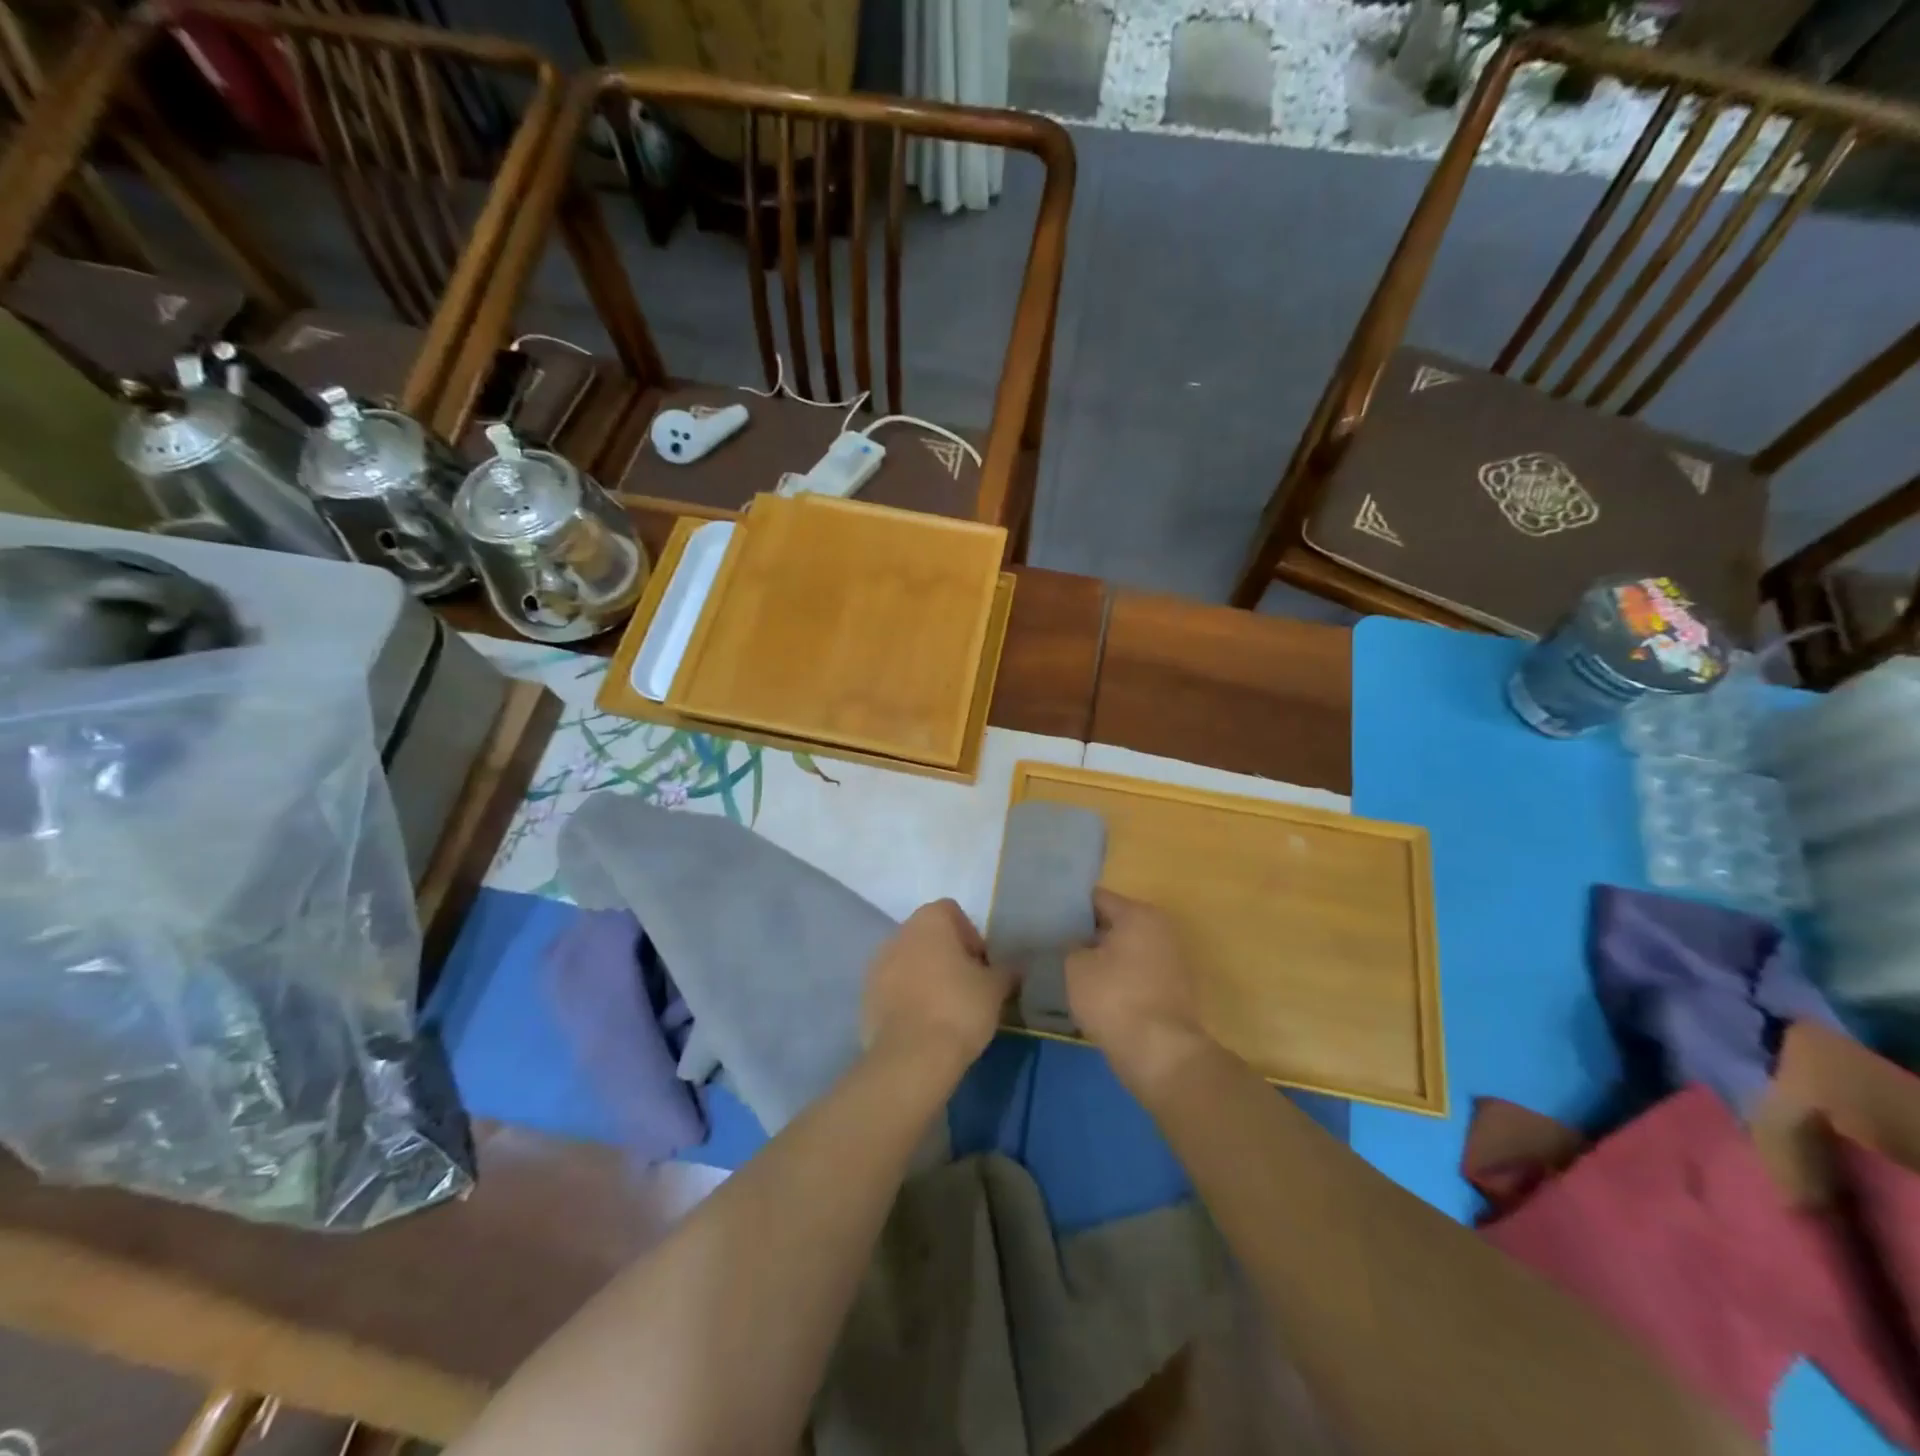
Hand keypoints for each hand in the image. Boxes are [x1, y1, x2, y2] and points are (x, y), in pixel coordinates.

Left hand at [862, 899, 1011, 1072]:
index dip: (971, 936)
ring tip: (945, 1009)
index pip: (952, 912)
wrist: (912, 1057)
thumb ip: (1007, 971)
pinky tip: (924, 1025)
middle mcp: (899, 934)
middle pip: (928, 936)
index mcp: (929, 920)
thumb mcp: (995, 989)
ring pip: (908, 962)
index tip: (982, 966)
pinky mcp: (866, 997)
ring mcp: (877, 965)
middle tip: (967, 987)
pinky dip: (907, 998)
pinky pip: (893, 988)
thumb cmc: (959, 1008)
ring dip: (925, 976)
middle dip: (947, 956)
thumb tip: (1017, 966)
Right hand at [1066, 890, 1212, 1093]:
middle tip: (1051, 943)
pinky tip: (1090, 992)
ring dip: (1099, 959)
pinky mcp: (1171, 990)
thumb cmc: (1114, 999)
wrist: (1160, 1054)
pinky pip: (1134, 975)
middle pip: (1112, 924)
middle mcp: (1160, 929)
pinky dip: (1115, 980)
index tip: (1045, 918)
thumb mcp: (1075, 966)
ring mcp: (1170, 961)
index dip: (1068, 907)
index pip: (1096, 899)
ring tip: (1066, 969)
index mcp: (1139, 914)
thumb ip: (1068, 945)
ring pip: (1123, 951)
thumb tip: (1071, 943)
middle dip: (1084, 934)